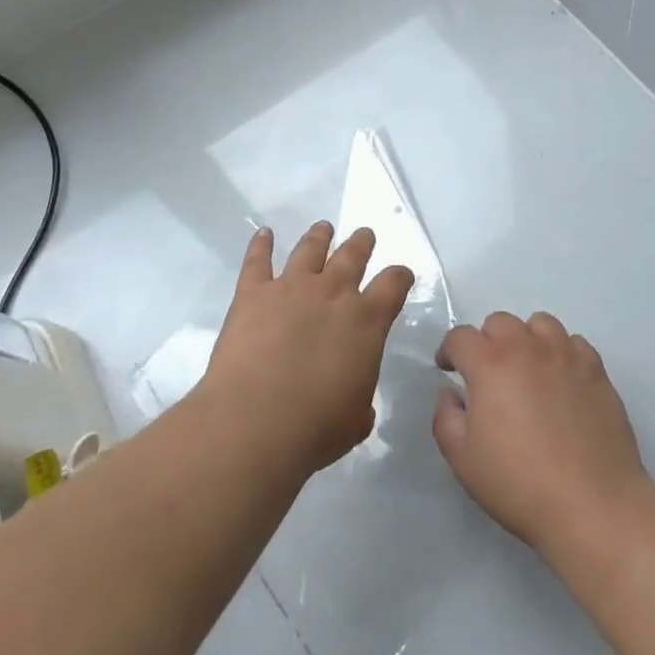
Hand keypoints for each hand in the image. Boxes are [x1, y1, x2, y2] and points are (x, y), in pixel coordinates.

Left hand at [201, 222, 414, 475]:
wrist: (255, 422)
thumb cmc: (316, 427)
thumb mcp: (356, 419)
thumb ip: (361, 399)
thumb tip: (356, 403)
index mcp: (367, 320)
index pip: (393, 284)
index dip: (400, 276)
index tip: (401, 274)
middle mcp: (333, 292)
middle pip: (352, 255)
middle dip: (361, 243)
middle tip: (364, 235)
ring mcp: (292, 287)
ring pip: (310, 249)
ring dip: (319, 236)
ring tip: (323, 227)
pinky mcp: (253, 293)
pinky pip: (258, 260)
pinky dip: (260, 245)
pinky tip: (263, 234)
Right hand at [433, 311, 648, 557]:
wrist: (592, 505)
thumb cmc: (520, 484)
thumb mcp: (463, 459)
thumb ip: (445, 418)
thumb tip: (450, 393)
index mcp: (490, 364)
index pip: (461, 336)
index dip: (449, 350)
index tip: (449, 370)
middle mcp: (527, 347)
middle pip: (500, 322)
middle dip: (487, 342)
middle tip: (489, 375)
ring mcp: (566, 355)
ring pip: (540, 324)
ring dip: (526, 340)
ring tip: (528, 370)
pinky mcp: (596, 370)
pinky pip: (573, 343)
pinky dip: (561, 353)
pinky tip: (561, 381)